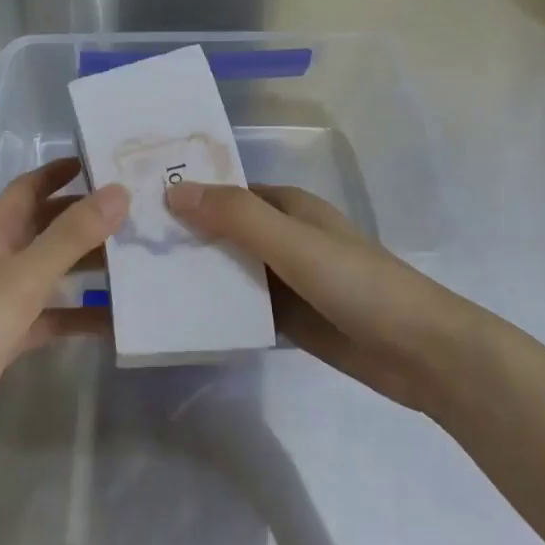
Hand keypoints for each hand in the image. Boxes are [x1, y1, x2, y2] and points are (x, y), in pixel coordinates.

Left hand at [0, 159, 126, 460]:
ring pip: (54, 272)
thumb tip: (119, 191)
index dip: (59, 173)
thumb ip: (72, 235)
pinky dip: (81, 314)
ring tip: (139, 261)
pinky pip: (55, 315)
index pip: (28, 189)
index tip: (101, 162)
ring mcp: (4, 299)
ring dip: (90, 267)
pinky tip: (117, 320)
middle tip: (136, 213)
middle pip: (47, 228)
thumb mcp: (24, 274)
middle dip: (86, 219)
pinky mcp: (11, 336)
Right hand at [164, 182, 486, 413]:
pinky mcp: (287, 318)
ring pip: (228, 269)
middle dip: (182, 236)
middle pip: (222, 230)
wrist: (421, 353)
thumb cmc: (359, 285)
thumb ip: (237, 217)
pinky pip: (240, 305)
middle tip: (124, 246)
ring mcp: (285, 280)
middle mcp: (283, 237)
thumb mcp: (294, 243)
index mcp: (288, 207)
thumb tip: (173, 191)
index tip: (135, 202)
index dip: (186, 193)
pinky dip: (214, 307)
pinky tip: (176, 316)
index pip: (225, 191)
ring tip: (137, 281)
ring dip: (194, 273)